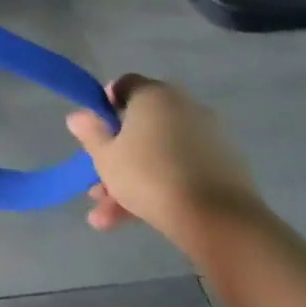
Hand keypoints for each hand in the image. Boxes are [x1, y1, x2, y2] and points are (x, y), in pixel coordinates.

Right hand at [65, 75, 264, 256]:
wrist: (219, 221)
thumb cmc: (149, 176)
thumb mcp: (105, 156)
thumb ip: (90, 134)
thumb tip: (78, 116)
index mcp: (155, 96)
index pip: (125, 85)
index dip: (105, 105)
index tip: (95, 130)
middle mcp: (185, 108)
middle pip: (142, 126)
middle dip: (116, 155)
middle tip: (97, 182)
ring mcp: (210, 139)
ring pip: (160, 154)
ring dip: (132, 181)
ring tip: (107, 216)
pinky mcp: (226, 169)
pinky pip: (182, 170)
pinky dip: (161, 188)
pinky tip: (136, 220)